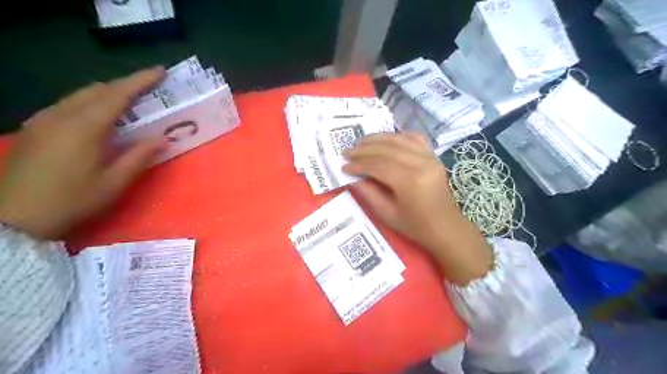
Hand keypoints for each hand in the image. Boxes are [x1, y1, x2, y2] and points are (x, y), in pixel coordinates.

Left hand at [0, 67, 165, 239]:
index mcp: (85, 127)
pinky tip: (97, 117)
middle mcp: (62, 116)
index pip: (117, 94)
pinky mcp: (34, 129)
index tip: (160, 71)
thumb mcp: (115, 182)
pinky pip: (67, 105)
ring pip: (79, 95)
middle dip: (125, 85)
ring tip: (128, 102)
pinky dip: (89, 103)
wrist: (15, 218)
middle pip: (97, 90)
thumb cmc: (73, 201)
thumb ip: (140, 156)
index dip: (140, 80)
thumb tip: (163, 138)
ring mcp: (43, 120)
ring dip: (107, 93)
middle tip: (148, 89)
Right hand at [346, 133, 490, 284]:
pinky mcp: (433, 156)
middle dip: (363, 149)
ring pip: (399, 139)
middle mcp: (420, 164)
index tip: (343, 166)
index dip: (358, 165)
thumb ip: (369, 193)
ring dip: (377, 139)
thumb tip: (352, 177)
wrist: (445, 227)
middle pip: (386, 149)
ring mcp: (430, 157)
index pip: (377, 165)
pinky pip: (415, 138)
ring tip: (360, 142)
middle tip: (347, 152)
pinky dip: (398, 135)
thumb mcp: (387, 214)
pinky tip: (386, 139)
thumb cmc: (415, 226)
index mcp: (409, 181)